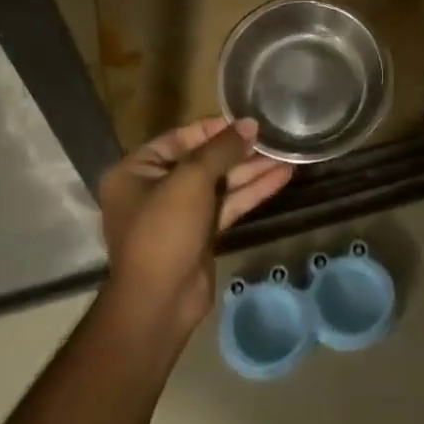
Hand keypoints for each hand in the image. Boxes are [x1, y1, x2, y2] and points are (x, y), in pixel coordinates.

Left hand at [99, 117, 292, 338]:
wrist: (160, 302)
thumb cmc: (165, 230)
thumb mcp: (191, 180)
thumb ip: (222, 149)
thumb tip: (250, 124)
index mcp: (137, 170)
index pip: (180, 138)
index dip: (214, 128)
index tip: (247, 121)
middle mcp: (155, 188)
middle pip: (203, 161)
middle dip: (239, 152)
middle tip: (273, 138)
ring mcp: (179, 213)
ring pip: (220, 184)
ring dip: (251, 171)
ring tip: (287, 155)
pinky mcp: (201, 234)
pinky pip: (227, 204)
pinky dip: (252, 192)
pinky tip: (282, 177)